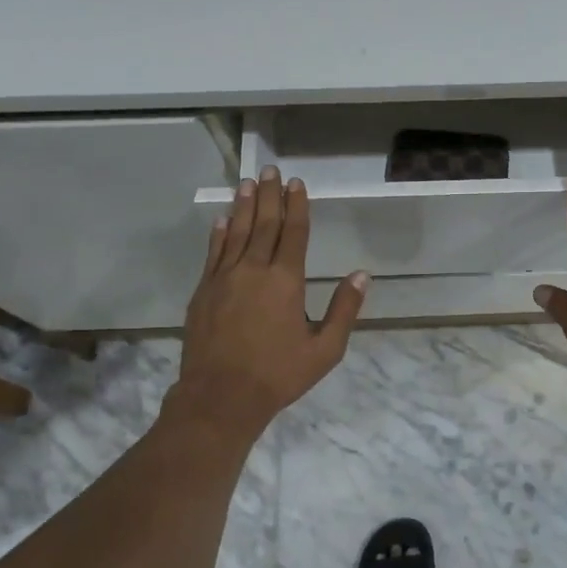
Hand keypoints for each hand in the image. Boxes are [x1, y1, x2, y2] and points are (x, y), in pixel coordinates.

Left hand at [176, 167, 367, 434]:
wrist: (221, 396)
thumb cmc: (278, 374)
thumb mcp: (325, 349)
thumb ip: (344, 310)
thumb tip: (362, 275)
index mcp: (286, 281)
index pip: (293, 233)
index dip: (297, 206)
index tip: (296, 184)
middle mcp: (254, 270)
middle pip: (264, 225)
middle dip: (270, 196)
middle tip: (270, 171)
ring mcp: (224, 279)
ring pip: (237, 233)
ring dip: (244, 206)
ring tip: (248, 183)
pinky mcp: (204, 292)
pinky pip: (213, 254)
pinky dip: (219, 234)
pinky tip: (222, 220)